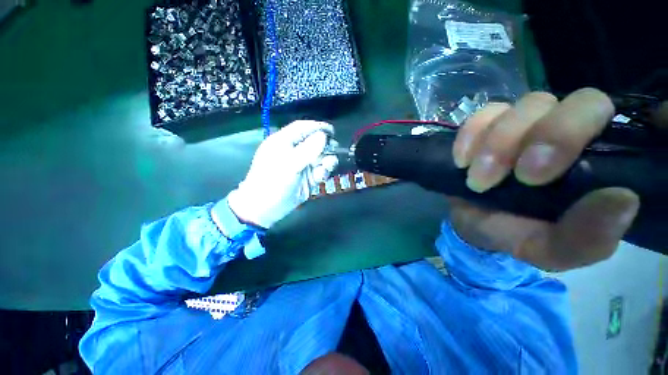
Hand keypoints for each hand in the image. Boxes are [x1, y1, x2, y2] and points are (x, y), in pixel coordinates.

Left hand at [227, 120, 338, 228]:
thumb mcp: (289, 165)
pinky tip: (320, 176)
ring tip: (327, 166)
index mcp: (283, 142)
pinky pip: (320, 171)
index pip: (302, 128)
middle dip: (325, 146)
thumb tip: (323, 136)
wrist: (265, 209)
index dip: (317, 127)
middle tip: (334, 149)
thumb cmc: (272, 183)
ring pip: (320, 157)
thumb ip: (307, 150)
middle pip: (314, 142)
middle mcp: (294, 152)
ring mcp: (301, 166)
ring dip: (326, 160)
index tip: (332, 131)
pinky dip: (323, 172)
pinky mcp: (307, 178)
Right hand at [450, 88, 639, 270]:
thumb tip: (623, 200)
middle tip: (519, 176)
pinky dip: (470, 137)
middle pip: (576, 101)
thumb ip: (586, 238)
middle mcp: (568, 130)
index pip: (613, 117)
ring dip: (498, 145)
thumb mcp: (551, 250)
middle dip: (546, 137)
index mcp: (597, 160)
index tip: (544, 174)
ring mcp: (527, 123)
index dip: (589, 129)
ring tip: (478, 180)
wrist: (473, 222)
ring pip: (526, 106)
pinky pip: (483, 115)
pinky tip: (462, 161)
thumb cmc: (517, 234)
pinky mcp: (489, 125)